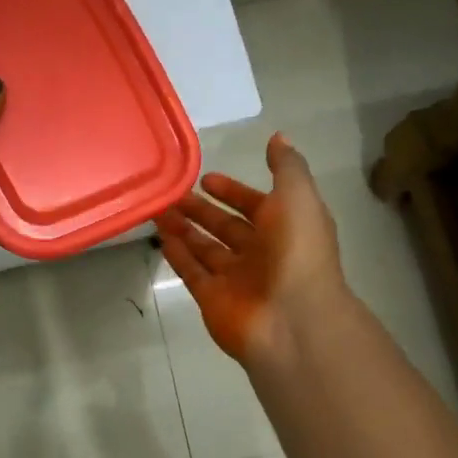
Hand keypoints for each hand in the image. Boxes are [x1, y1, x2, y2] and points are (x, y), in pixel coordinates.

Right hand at [155, 133, 347, 366]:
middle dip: (201, 210)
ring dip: (184, 229)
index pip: (256, 205)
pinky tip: (161, 237)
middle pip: (226, 227)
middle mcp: (261, 253)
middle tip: (173, 193)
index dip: (233, 191)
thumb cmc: (298, 252)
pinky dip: (178, 255)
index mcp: (285, 228)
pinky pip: (192, 273)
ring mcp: (236, 279)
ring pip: (205, 248)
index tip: (206, 178)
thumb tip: (278, 137)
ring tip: (158, 210)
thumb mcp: (298, 197)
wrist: (293, 320)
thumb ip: (286, 167)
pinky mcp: (213, 300)